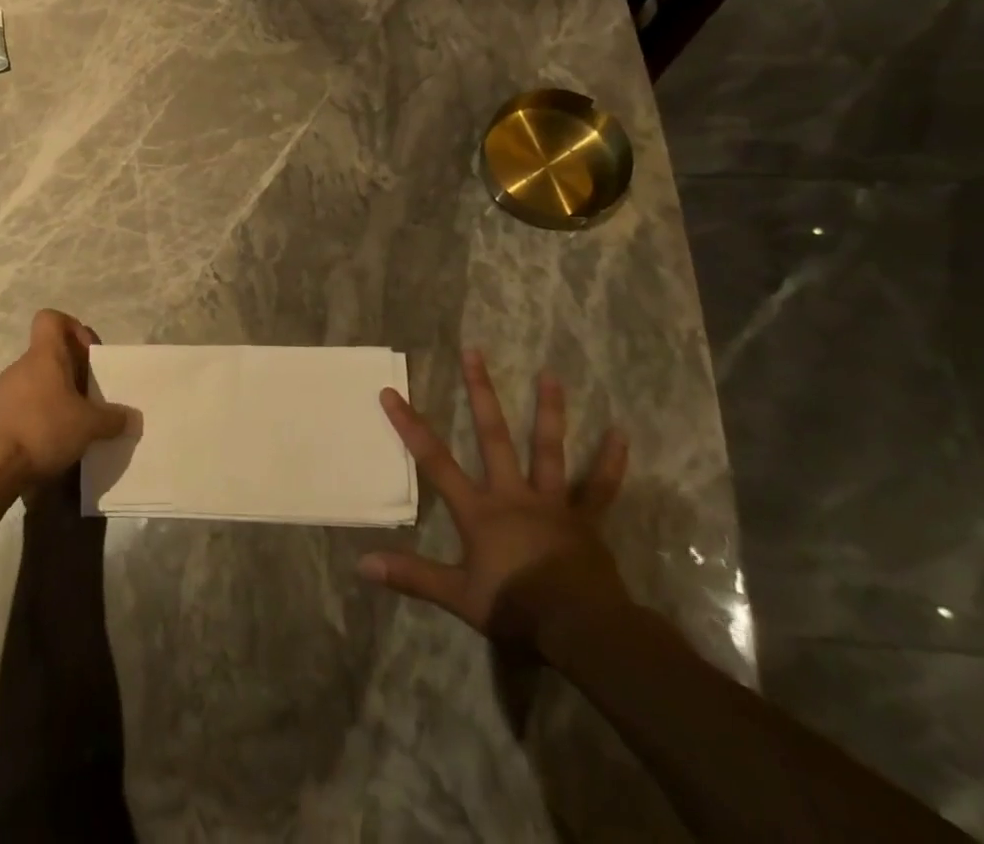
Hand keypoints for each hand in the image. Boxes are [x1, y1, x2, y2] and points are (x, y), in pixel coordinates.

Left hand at [0, 310, 130, 489]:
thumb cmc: (42, 429)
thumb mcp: (88, 426)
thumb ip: (113, 419)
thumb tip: (132, 418)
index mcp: (45, 355)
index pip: (51, 319)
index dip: (72, 328)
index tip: (88, 355)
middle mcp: (21, 366)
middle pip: (48, 355)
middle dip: (71, 373)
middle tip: (90, 399)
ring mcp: (2, 392)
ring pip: (35, 383)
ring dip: (54, 398)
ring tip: (72, 427)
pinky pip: (21, 407)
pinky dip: (36, 419)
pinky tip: (48, 445)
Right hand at [360, 351, 631, 648]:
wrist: (581, 630)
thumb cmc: (516, 609)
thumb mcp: (458, 596)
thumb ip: (413, 576)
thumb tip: (362, 565)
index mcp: (480, 511)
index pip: (435, 461)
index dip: (410, 426)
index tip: (391, 392)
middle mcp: (513, 494)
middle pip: (493, 435)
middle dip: (480, 393)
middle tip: (474, 352)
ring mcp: (552, 503)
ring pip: (548, 449)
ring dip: (549, 410)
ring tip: (550, 373)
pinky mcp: (585, 520)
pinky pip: (600, 488)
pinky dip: (610, 462)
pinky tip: (621, 434)